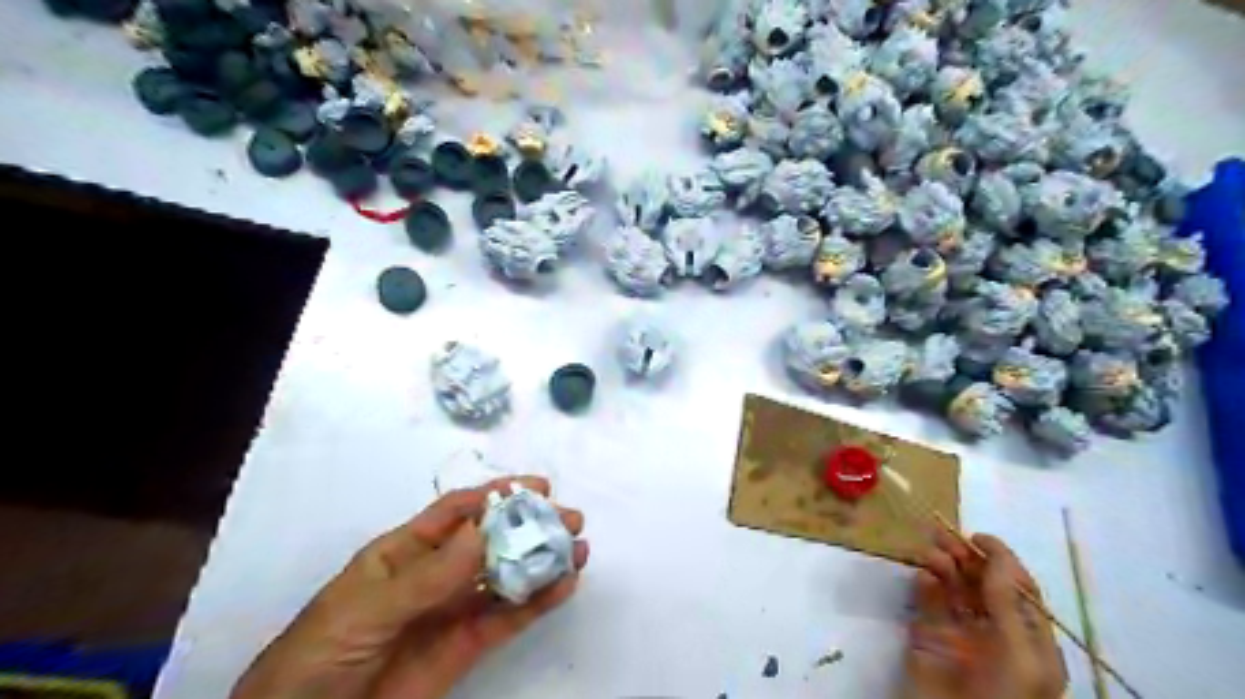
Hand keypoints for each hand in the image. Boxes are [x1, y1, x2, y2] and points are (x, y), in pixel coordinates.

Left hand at [230, 474, 589, 697]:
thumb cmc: (322, 653)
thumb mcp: (368, 607)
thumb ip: (427, 575)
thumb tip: (480, 532)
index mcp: (405, 551)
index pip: (457, 512)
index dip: (496, 495)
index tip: (536, 487)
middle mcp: (437, 574)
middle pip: (491, 541)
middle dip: (530, 526)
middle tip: (569, 519)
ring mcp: (454, 610)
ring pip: (506, 577)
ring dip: (542, 561)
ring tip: (578, 549)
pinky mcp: (467, 647)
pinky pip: (508, 619)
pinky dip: (538, 602)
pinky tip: (564, 586)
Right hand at [901, 530, 1065, 698]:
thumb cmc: (1002, 698)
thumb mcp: (1020, 656)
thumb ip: (1008, 605)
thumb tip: (996, 556)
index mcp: (1029, 641)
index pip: (1019, 590)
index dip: (1002, 561)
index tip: (978, 538)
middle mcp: (995, 633)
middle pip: (982, 584)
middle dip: (966, 557)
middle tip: (943, 537)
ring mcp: (959, 634)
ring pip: (952, 588)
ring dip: (943, 566)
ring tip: (931, 552)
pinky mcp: (927, 637)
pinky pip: (927, 602)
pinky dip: (925, 585)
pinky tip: (923, 576)